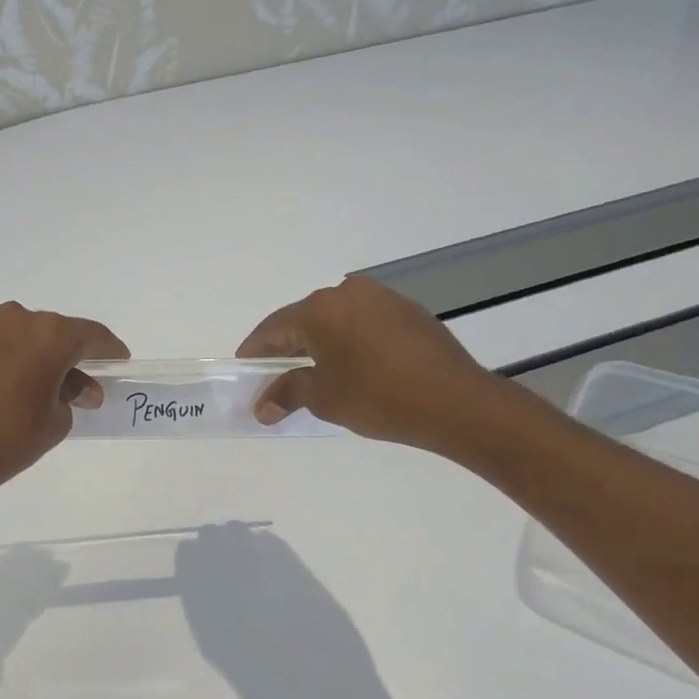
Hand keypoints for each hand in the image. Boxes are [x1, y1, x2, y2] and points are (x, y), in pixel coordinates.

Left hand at [0, 301, 128, 495]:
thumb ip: (73, 396)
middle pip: (57, 333)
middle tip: (83, 386)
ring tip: (45, 389)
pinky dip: (13, 360)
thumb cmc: (10, 438)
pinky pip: (0, 346)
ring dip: (40, 357)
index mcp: (49, 334)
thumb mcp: (56, 421)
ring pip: (25, 337)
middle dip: (72, 357)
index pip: (92, 336)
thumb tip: (76, 389)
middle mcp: (17, 320)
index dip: (110, 351)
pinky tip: (13, 387)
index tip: (119, 363)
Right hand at [238, 276, 500, 450]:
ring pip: (337, 320)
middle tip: (273, 374)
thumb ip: (287, 393)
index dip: (255, 350)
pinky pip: (364, 324)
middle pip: (304, 320)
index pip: (273, 328)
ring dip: (320, 343)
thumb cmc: (377, 396)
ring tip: (312, 372)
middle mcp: (348, 293)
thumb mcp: (323, 397)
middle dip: (286, 348)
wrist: (455, 402)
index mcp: (319, 309)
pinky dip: (349, 342)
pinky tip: (351, 366)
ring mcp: (382, 299)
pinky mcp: (409, 312)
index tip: (244, 368)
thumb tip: (263, 405)